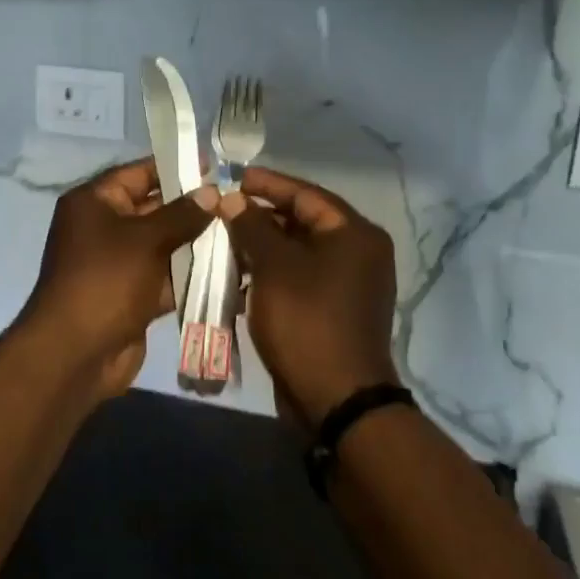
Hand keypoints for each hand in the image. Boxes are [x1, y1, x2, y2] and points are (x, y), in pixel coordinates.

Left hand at [17, 159, 218, 402]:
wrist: (76, 353)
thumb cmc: (106, 280)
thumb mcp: (145, 240)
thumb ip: (181, 214)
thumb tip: (212, 192)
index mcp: (94, 202)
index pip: (137, 174)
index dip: (173, 167)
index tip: (212, 166)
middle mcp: (103, 227)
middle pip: (153, 208)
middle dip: (191, 207)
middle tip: (233, 202)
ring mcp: (118, 263)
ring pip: (163, 243)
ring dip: (195, 241)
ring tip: (238, 231)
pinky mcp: (132, 294)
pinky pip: (165, 275)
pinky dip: (190, 273)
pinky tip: (228, 268)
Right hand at [220, 165, 400, 429]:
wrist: (337, 401)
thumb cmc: (306, 320)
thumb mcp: (273, 265)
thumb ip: (252, 225)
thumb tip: (234, 200)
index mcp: (354, 233)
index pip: (305, 193)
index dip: (266, 183)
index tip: (230, 177)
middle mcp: (359, 253)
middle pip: (301, 221)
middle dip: (259, 216)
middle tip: (221, 210)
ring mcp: (348, 284)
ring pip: (297, 251)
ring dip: (261, 246)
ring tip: (222, 241)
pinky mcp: (334, 309)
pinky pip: (299, 277)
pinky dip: (270, 273)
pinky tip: (238, 275)